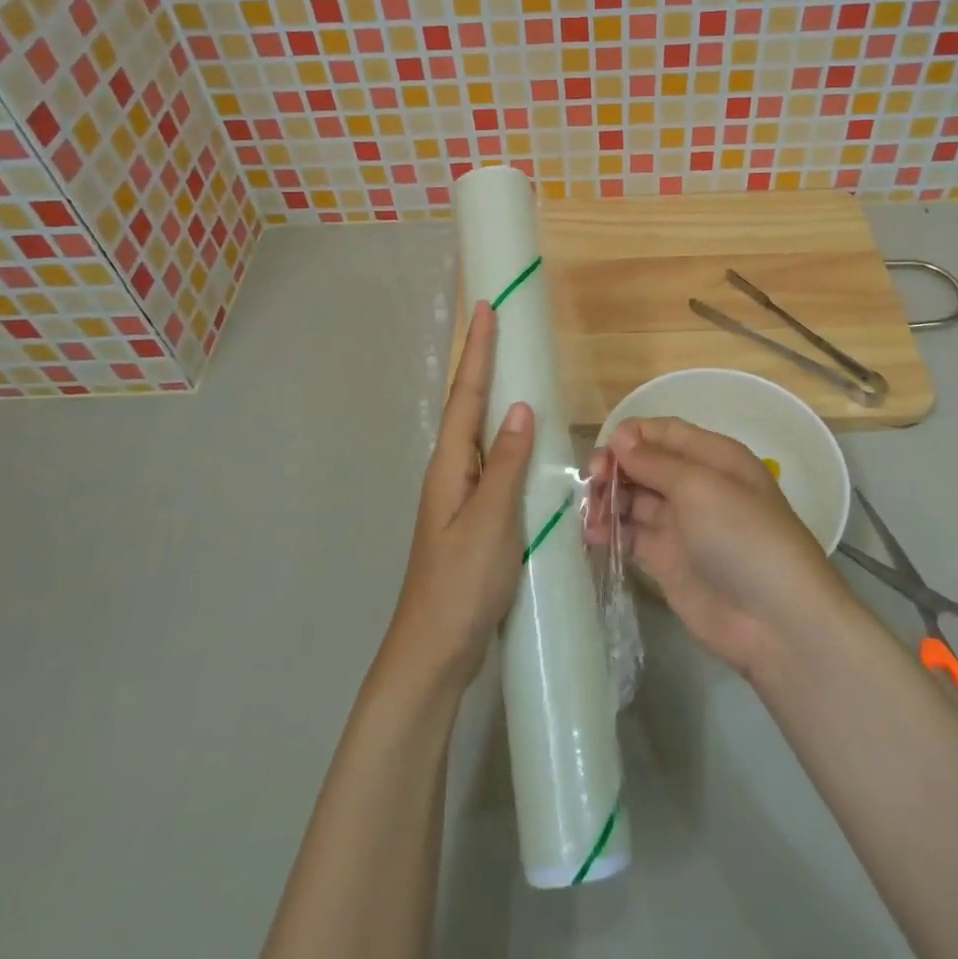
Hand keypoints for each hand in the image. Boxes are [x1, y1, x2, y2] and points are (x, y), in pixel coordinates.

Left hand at [380, 301, 535, 698]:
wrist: (434, 651)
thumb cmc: (461, 583)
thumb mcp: (491, 521)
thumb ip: (508, 464)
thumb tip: (521, 407)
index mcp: (451, 465)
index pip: (468, 395)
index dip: (478, 351)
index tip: (487, 308)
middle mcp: (452, 471)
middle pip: (469, 405)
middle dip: (482, 362)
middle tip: (499, 324)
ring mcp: (461, 495)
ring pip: (480, 432)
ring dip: (493, 395)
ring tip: (513, 367)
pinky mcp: (474, 516)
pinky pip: (492, 461)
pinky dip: (506, 437)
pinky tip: (523, 441)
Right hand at [588, 417, 850, 680]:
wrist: (776, 621)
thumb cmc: (743, 537)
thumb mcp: (700, 487)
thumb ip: (655, 462)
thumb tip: (621, 438)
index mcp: (713, 456)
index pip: (663, 433)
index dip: (631, 436)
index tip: (604, 453)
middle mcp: (695, 484)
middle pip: (644, 464)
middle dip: (614, 468)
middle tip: (592, 484)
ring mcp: (680, 524)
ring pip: (633, 498)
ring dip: (607, 499)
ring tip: (589, 515)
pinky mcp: (666, 560)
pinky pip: (630, 534)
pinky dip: (609, 531)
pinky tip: (591, 535)